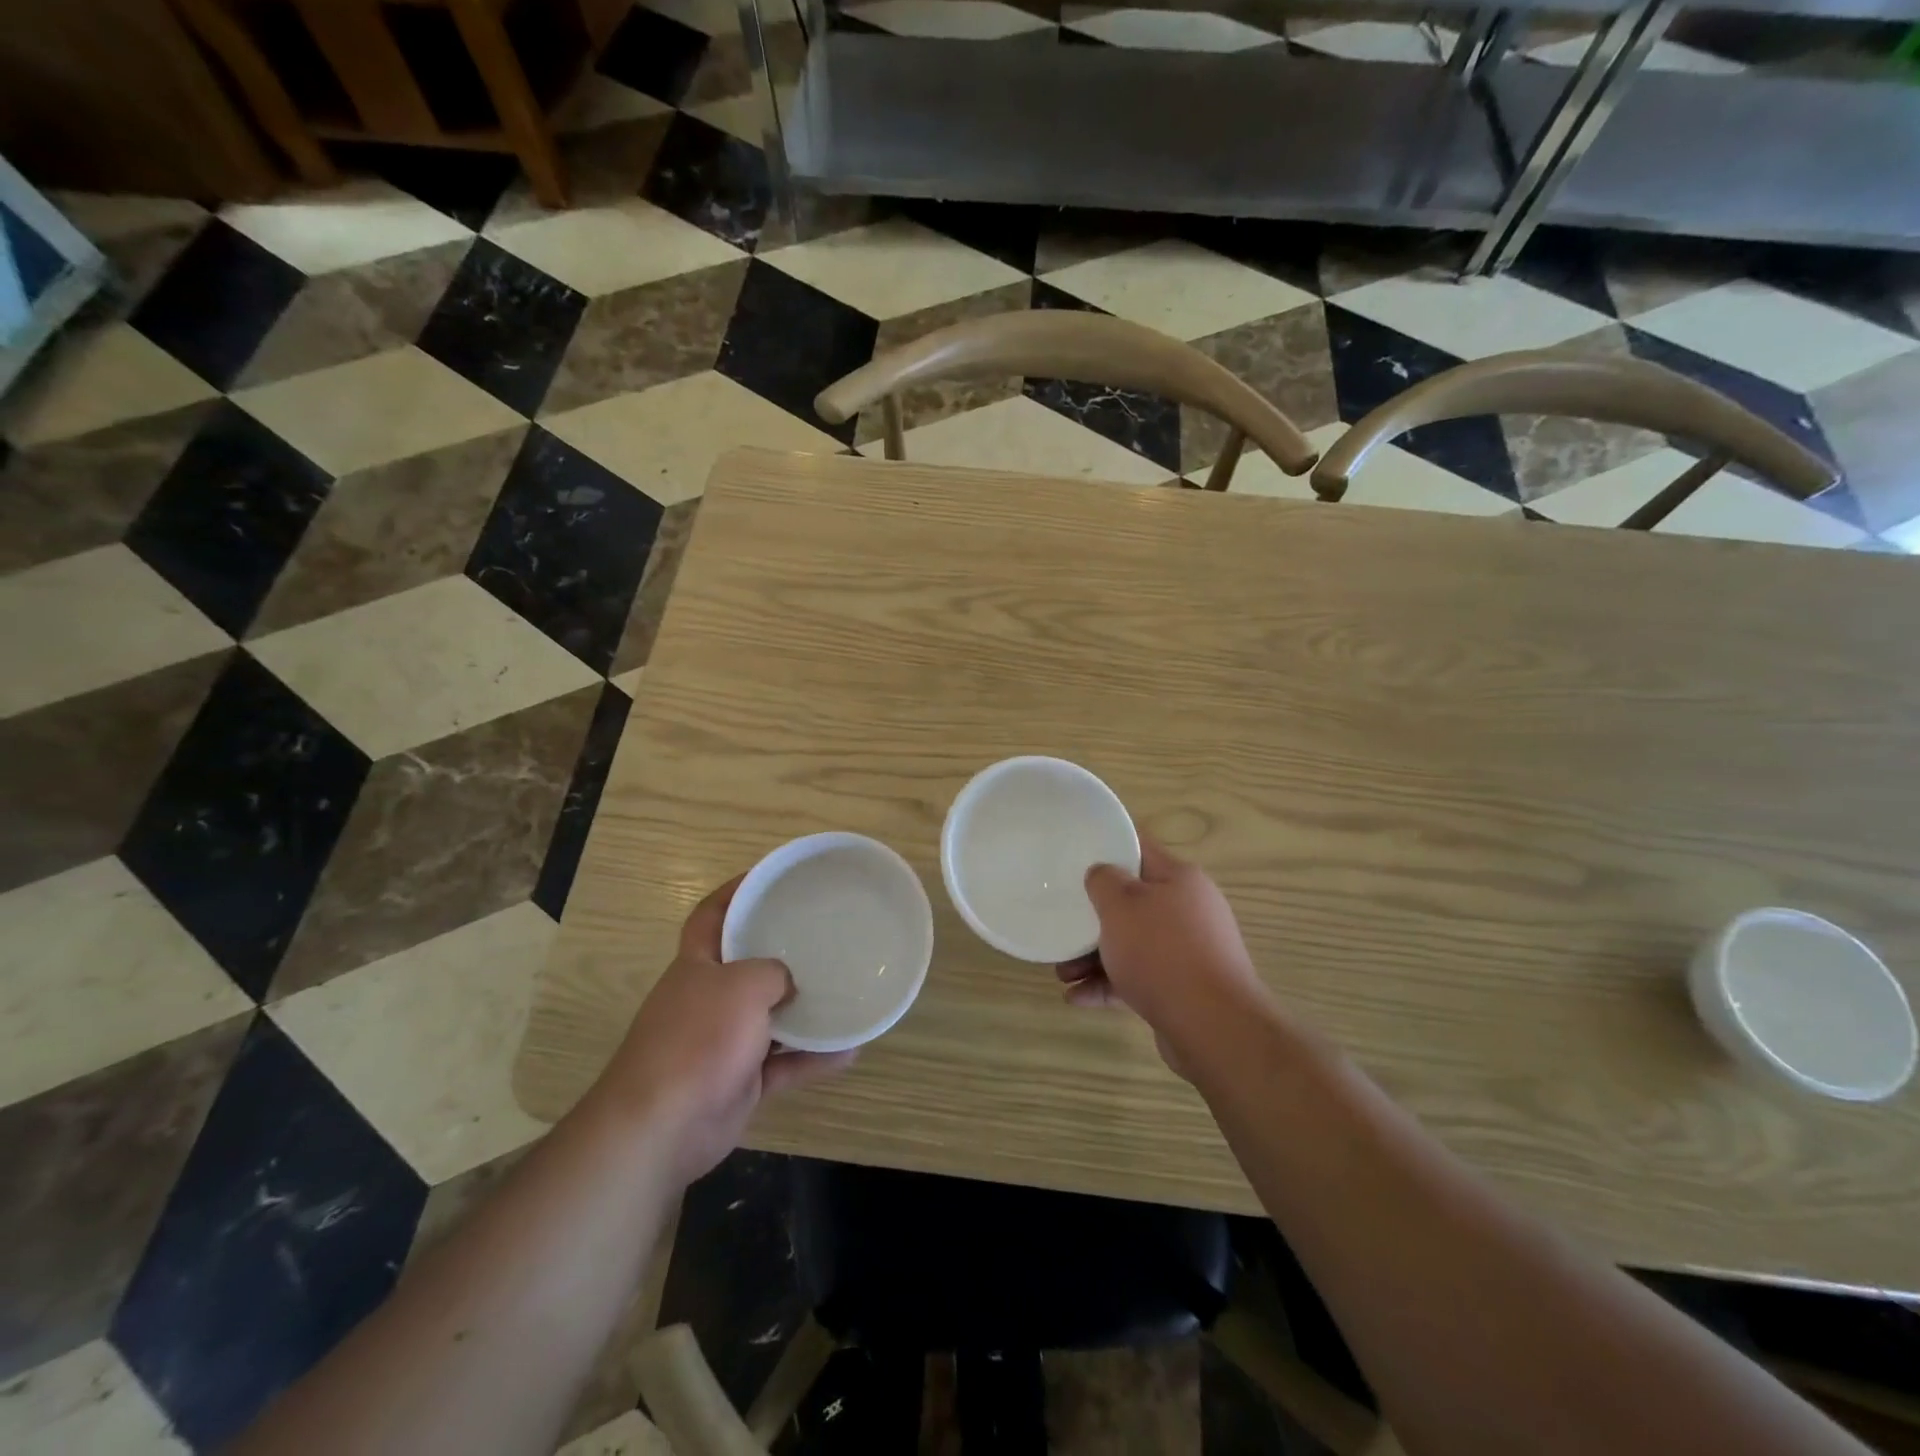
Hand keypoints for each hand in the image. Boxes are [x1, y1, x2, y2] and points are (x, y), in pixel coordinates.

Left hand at [596, 877, 855, 1181]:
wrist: (662, 1127)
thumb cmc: (698, 1038)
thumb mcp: (742, 986)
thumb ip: (772, 973)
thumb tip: (787, 984)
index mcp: (696, 966)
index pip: (711, 917)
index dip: (733, 893)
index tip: (768, 879)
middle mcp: (707, 999)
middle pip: (745, 967)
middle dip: (779, 953)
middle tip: (821, 936)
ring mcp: (723, 1043)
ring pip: (770, 1018)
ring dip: (804, 1012)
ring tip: (845, 992)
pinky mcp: (739, 1081)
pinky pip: (784, 1064)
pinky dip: (813, 1059)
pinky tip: (850, 1050)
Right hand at [1055, 837, 1270, 1074]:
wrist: (1214, 1026)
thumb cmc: (1162, 952)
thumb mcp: (1121, 904)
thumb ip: (1103, 880)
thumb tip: (1102, 874)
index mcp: (1179, 879)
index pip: (1139, 850)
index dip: (1107, 848)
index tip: (1074, 856)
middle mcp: (1188, 910)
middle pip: (1131, 903)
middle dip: (1093, 918)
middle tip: (1062, 926)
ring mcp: (1188, 952)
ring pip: (1131, 944)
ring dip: (1094, 957)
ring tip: (1063, 974)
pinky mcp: (1182, 988)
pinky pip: (1138, 978)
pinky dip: (1108, 985)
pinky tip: (1076, 998)